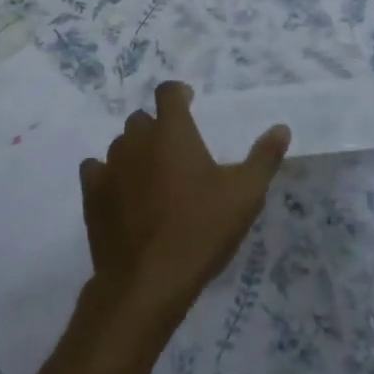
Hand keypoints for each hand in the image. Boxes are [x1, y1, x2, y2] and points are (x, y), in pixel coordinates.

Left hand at [80, 82, 289, 322]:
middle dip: (158, 128)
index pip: (168, 92)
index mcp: (173, 131)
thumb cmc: (201, 230)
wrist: (147, 281)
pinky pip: (97, 170)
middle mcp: (137, 139)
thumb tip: (281, 128)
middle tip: (176, 153)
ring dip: (135, 152)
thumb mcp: (245, 195)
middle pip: (144, 119)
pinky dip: (109, 175)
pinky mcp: (92, 194)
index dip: (178, 94)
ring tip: (152, 178)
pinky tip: (122, 194)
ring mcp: (110, 165)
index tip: (189, 104)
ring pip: (121, 144)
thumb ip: (263, 158)